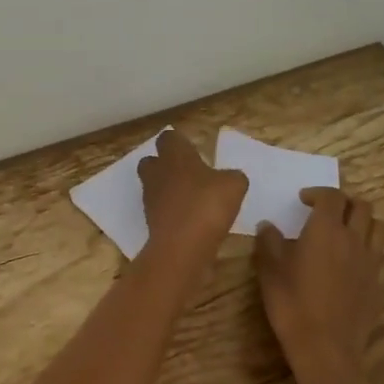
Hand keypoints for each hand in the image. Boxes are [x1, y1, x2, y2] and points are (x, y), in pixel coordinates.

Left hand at [137, 129, 247, 252]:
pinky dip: (171, 213)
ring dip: (168, 190)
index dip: (180, 143)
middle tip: (189, 175)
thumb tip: (230, 178)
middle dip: (166, 165)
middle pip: (152, 161)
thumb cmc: (207, 204)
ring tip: (192, 200)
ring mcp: (150, 197)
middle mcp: (157, 171)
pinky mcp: (149, 222)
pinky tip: (190, 221)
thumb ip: (232, 176)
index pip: (168, 137)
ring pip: (154, 186)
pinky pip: (159, 210)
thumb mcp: (234, 185)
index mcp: (174, 154)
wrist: (182, 246)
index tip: (194, 152)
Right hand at [256, 188, 383, 374]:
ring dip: (365, 222)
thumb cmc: (292, 305)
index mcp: (326, 229)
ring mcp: (372, 262)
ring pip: (380, 227)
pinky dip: (372, 250)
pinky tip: (358, 263)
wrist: (325, 350)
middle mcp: (354, 239)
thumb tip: (268, 225)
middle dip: (344, 203)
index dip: (318, 193)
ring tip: (349, 232)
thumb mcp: (270, 271)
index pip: (331, 196)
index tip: (304, 200)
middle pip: (361, 206)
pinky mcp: (381, 285)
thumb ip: (269, 242)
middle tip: (328, 213)